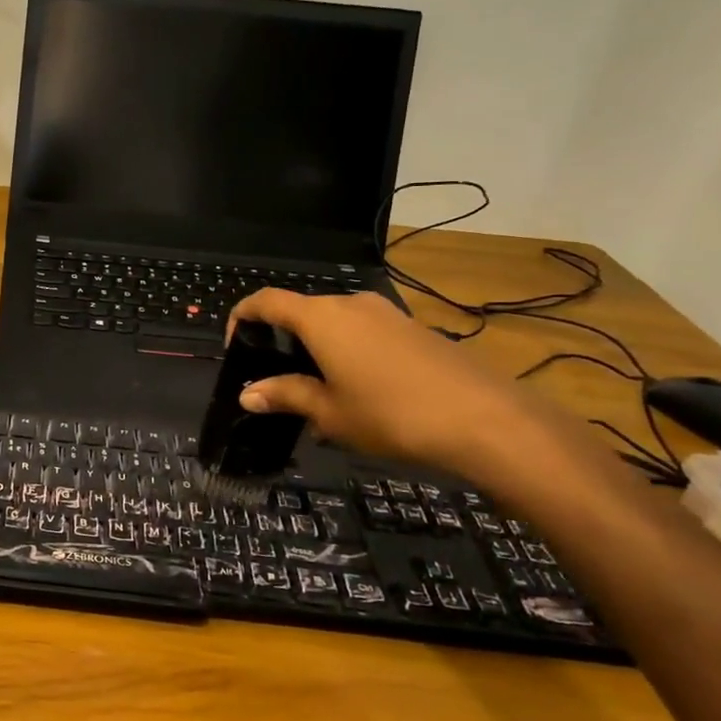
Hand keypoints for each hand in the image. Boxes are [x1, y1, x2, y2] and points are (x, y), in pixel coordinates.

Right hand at [223, 290, 555, 479]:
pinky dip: (347, 352)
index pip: (266, 301)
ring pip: (334, 323)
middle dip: (281, 341)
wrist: (485, 418)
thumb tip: (248, 394)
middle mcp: (350, 304)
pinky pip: (363, 333)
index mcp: (320, 317)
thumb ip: (286, 396)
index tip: (235, 347)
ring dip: (316, 349)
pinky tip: (358, 392)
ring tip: (317, 393)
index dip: (241, 317)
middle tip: (276, 381)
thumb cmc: (390, 413)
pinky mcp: (412, 329)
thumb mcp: (329, 411)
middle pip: (301, 311)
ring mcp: (386, 313)